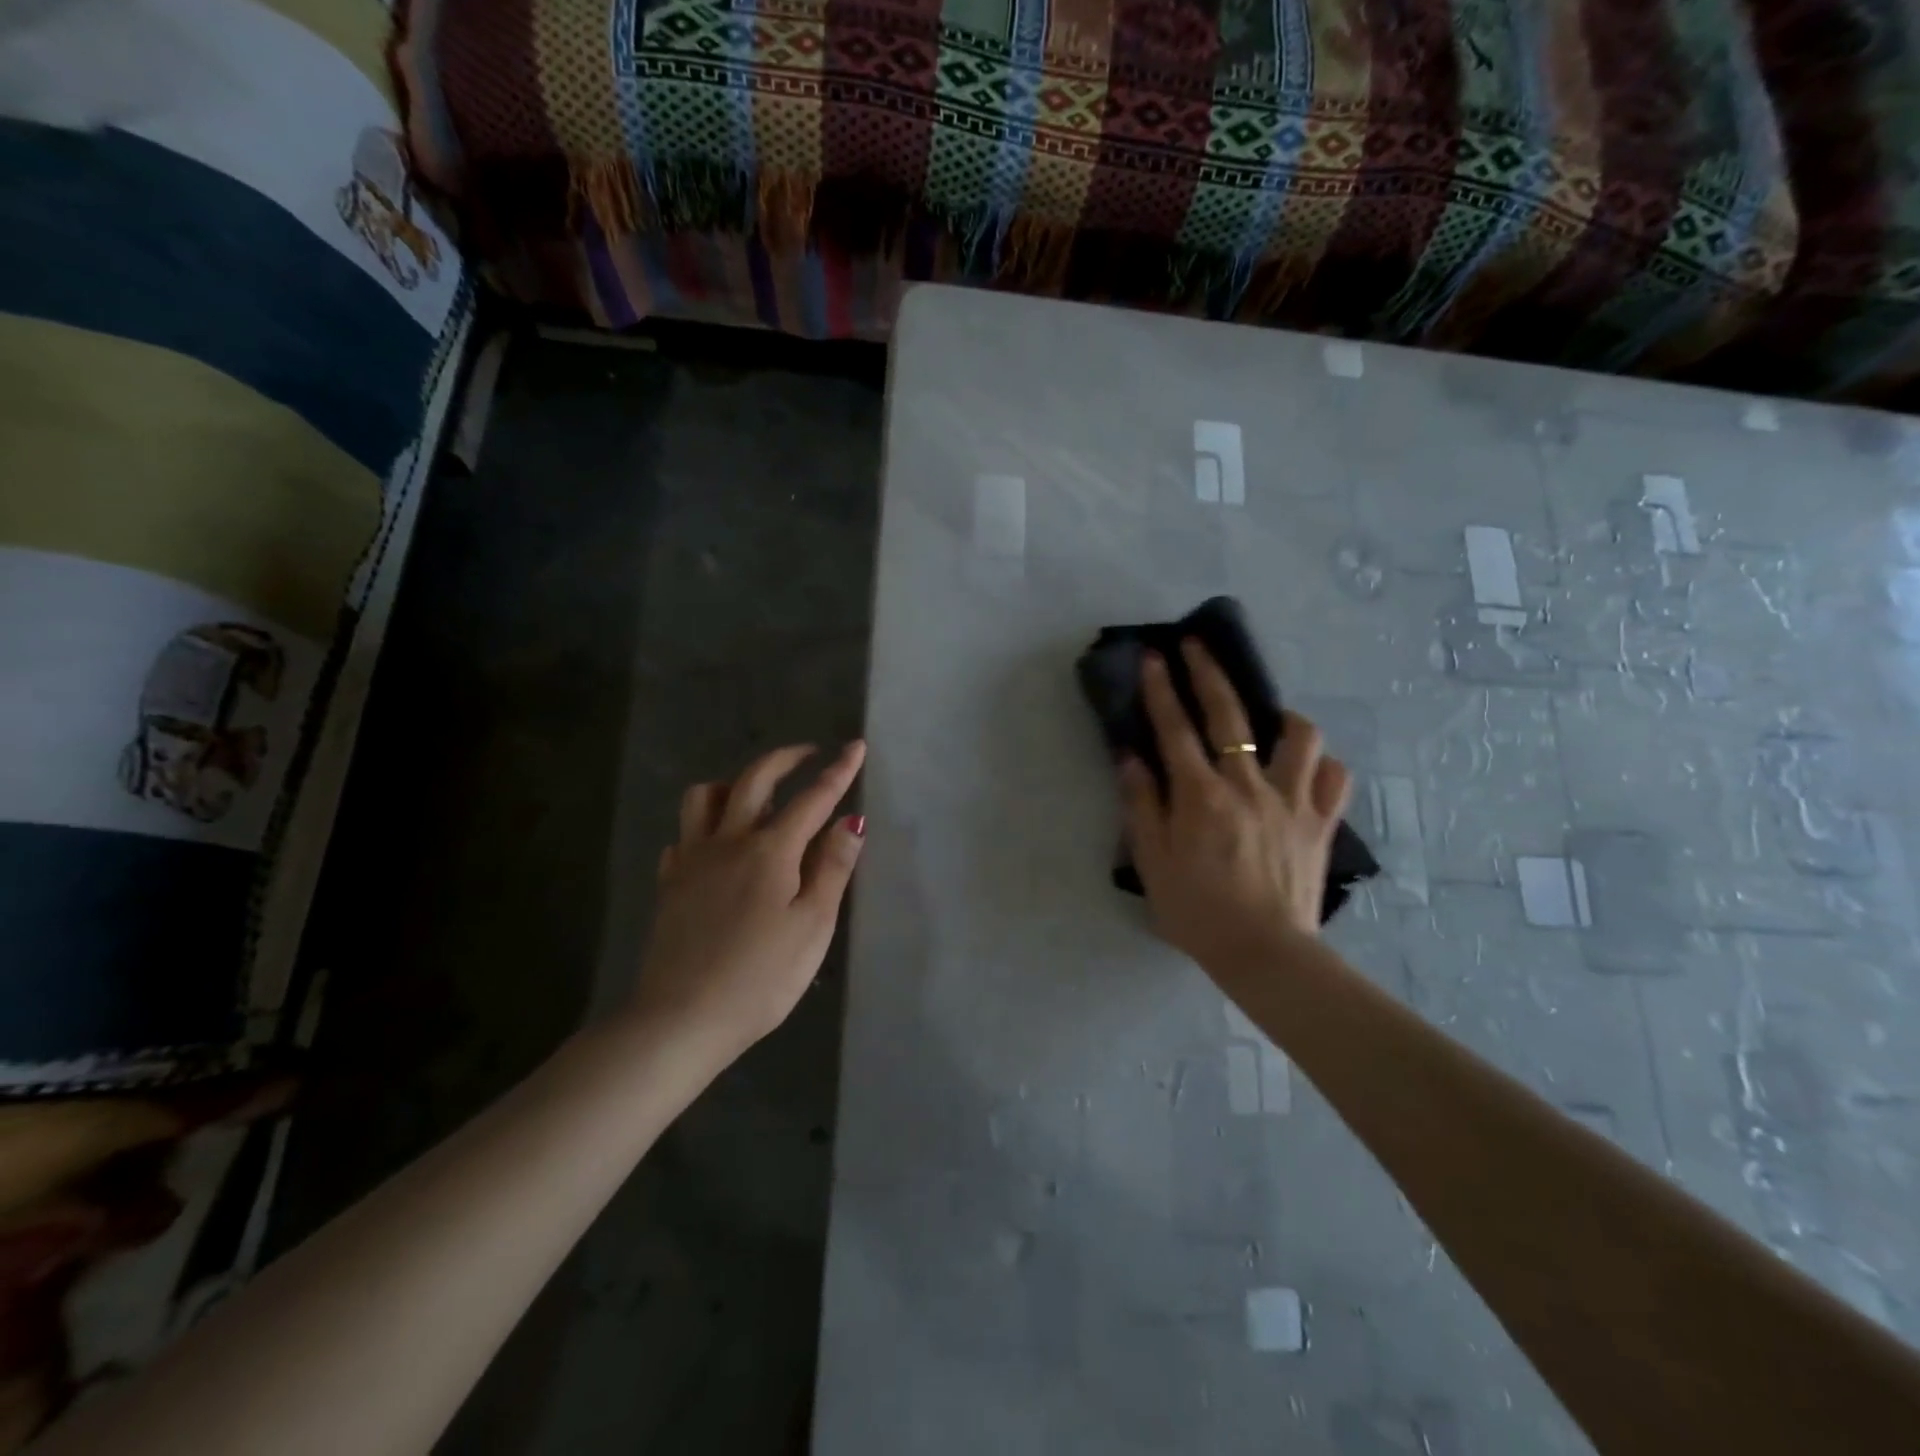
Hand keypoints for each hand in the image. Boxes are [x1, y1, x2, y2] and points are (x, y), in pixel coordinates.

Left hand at [630, 742, 866, 1059]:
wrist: (681, 1018)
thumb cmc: (760, 978)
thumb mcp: (812, 926)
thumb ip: (831, 868)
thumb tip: (851, 820)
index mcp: (770, 850)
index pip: (813, 797)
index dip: (838, 770)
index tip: (856, 745)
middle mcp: (728, 841)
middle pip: (755, 780)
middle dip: (786, 758)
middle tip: (809, 753)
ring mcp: (692, 860)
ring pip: (704, 797)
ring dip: (734, 783)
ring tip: (755, 794)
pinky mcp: (670, 884)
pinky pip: (683, 835)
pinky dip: (703, 826)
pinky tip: (715, 845)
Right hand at [1117, 642, 1350, 967]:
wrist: (1264, 953)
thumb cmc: (1197, 911)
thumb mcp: (1151, 861)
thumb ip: (1141, 804)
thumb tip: (1130, 758)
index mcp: (1201, 796)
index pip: (1175, 729)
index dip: (1162, 689)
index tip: (1155, 656)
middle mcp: (1248, 785)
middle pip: (1229, 715)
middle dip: (1209, 673)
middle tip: (1197, 645)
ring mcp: (1291, 801)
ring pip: (1299, 737)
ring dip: (1282, 717)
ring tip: (1269, 719)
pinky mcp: (1320, 823)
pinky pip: (1334, 779)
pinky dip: (1321, 766)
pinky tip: (1306, 769)